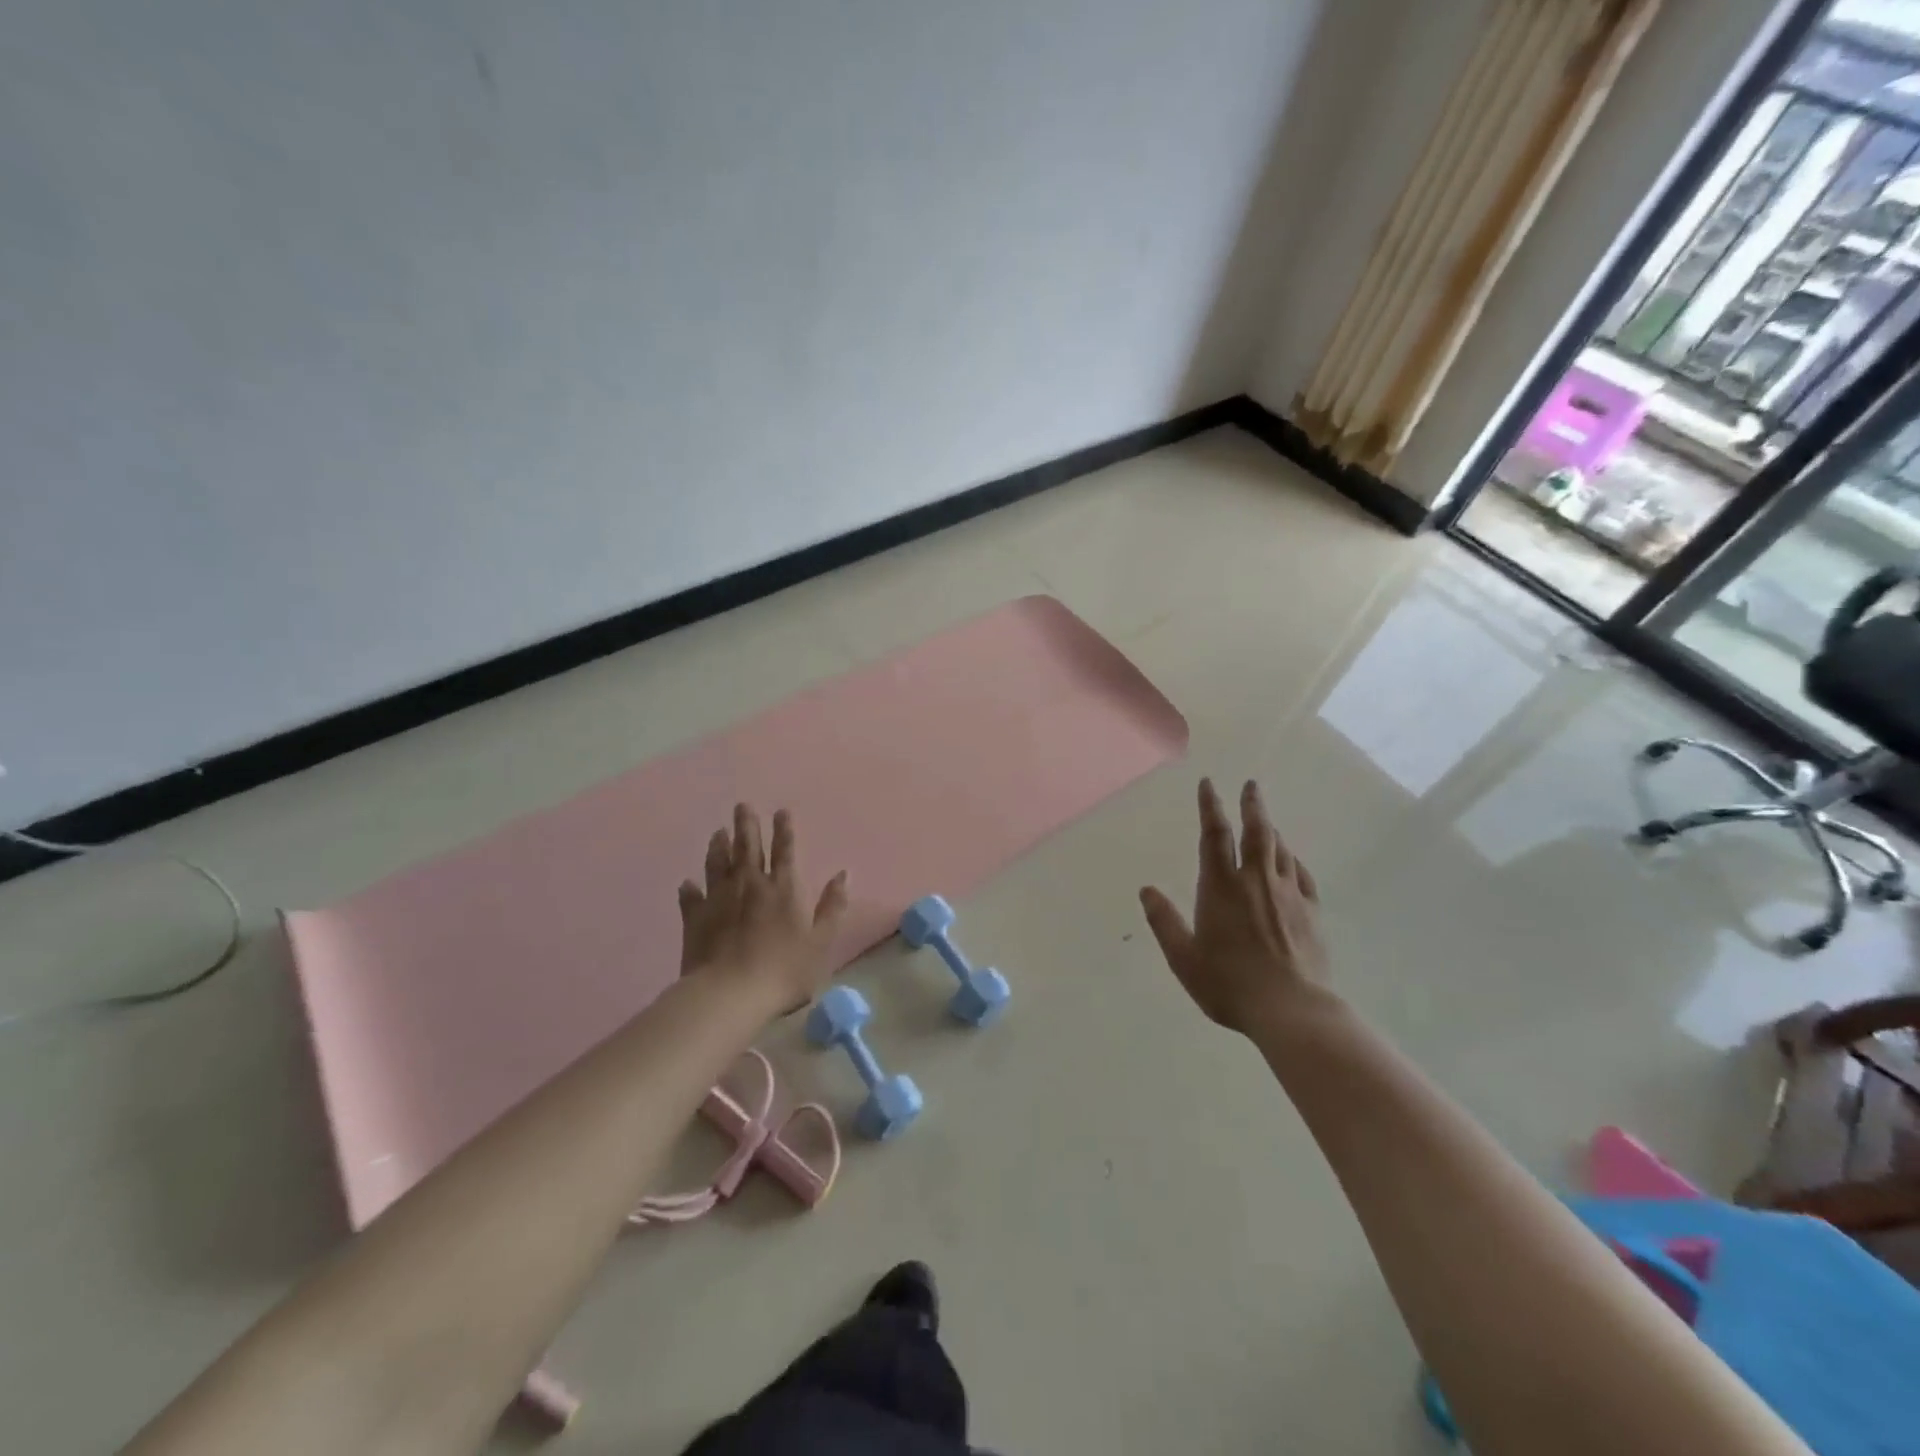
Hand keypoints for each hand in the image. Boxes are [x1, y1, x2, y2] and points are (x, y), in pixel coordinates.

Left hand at [678, 804, 849, 1012]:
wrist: (729, 994)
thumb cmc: (783, 970)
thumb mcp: (821, 942)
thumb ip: (832, 907)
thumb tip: (843, 874)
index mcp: (783, 889)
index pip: (785, 851)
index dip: (784, 829)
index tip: (780, 810)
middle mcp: (750, 885)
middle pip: (748, 848)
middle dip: (747, 825)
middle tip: (742, 806)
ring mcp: (719, 899)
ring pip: (718, 864)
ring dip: (719, 846)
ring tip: (718, 832)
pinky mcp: (696, 918)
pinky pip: (691, 897)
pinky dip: (690, 888)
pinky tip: (687, 883)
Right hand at [1140, 778, 1330, 1035]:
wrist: (1291, 1009)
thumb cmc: (1229, 984)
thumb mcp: (1184, 957)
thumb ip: (1164, 921)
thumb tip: (1146, 890)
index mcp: (1221, 887)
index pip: (1214, 835)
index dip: (1210, 806)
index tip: (1209, 784)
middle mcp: (1255, 881)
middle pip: (1257, 831)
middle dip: (1252, 805)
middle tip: (1252, 785)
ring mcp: (1288, 894)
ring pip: (1280, 849)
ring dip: (1272, 829)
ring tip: (1266, 819)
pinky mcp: (1311, 912)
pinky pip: (1301, 874)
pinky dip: (1292, 859)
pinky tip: (1290, 860)